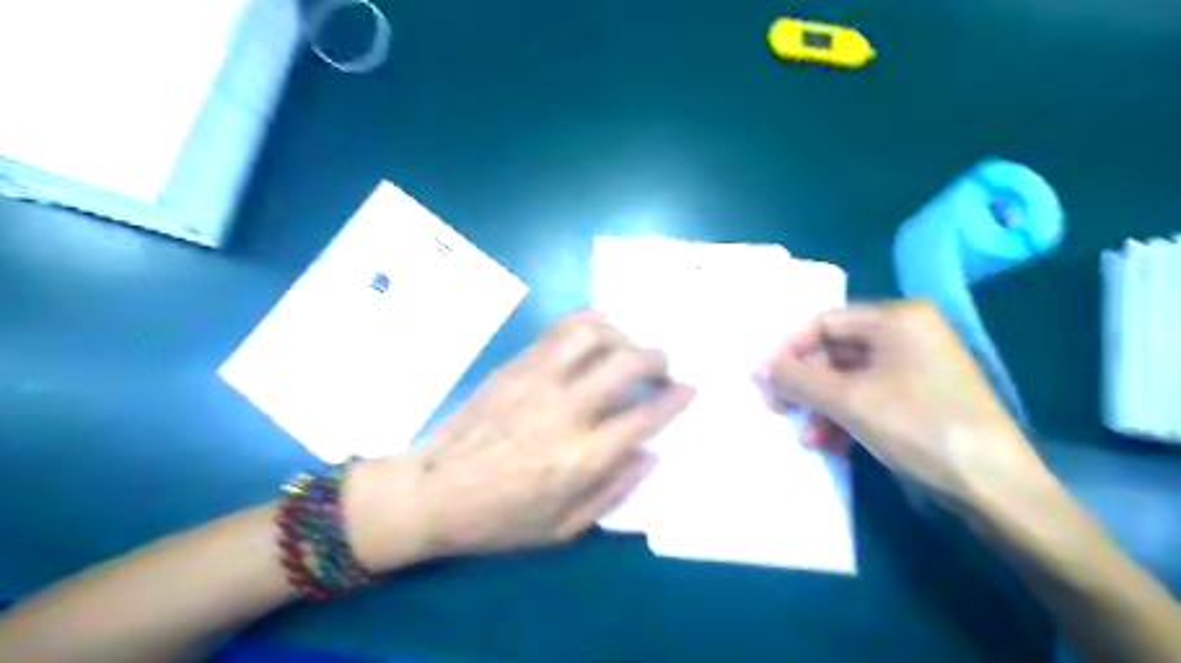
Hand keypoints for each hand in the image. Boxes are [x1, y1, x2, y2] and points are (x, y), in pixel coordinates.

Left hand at [346, 311, 692, 569]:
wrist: (432, 491)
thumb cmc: (500, 518)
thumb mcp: (564, 528)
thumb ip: (614, 490)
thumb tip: (650, 453)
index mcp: (581, 457)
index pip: (644, 415)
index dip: (675, 398)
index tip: (690, 388)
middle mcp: (564, 409)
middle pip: (626, 362)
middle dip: (657, 357)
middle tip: (663, 367)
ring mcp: (537, 379)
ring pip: (592, 332)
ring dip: (622, 333)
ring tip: (628, 346)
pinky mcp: (515, 365)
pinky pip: (559, 329)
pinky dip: (588, 323)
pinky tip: (597, 333)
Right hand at [757, 297, 1039, 507]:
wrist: (995, 488)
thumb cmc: (919, 428)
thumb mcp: (849, 402)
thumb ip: (798, 380)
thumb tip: (759, 369)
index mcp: (896, 318)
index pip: (824, 322)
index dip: (789, 350)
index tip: (764, 380)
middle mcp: (907, 333)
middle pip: (835, 351)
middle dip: (806, 384)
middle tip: (779, 409)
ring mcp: (916, 366)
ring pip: (849, 378)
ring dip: (823, 406)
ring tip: (809, 437)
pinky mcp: (921, 396)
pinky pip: (869, 396)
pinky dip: (846, 417)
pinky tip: (833, 444)